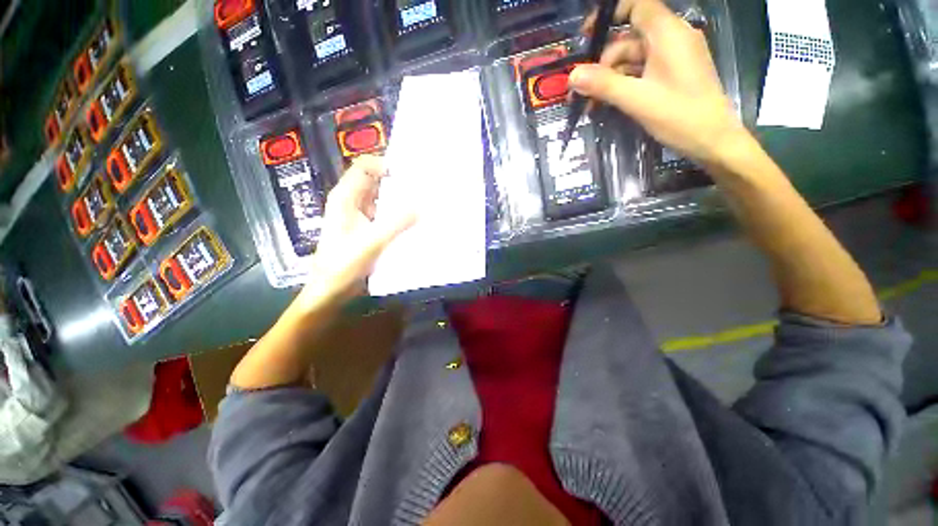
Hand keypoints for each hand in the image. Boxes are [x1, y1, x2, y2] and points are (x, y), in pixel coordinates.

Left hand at [297, 156, 414, 308]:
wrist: (330, 290)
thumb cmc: (344, 265)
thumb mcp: (372, 242)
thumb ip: (397, 223)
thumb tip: (422, 205)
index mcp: (345, 198)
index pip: (364, 167)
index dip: (385, 165)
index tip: (410, 174)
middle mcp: (351, 202)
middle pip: (374, 181)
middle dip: (396, 182)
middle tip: (422, 188)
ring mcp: (358, 216)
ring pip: (380, 199)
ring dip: (398, 199)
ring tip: (422, 203)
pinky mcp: (365, 229)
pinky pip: (383, 214)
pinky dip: (396, 214)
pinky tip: (412, 221)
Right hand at [569, 0, 746, 164]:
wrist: (712, 140)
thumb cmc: (679, 116)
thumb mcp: (637, 100)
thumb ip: (604, 85)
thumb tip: (572, 76)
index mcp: (668, 34)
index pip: (638, 6)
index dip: (611, 14)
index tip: (587, 36)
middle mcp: (672, 39)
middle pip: (629, 38)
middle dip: (603, 63)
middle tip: (583, 90)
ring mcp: (673, 58)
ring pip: (633, 59)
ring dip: (610, 79)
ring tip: (591, 105)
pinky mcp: (672, 74)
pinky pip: (642, 72)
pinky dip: (623, 85)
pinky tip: (607, 104)